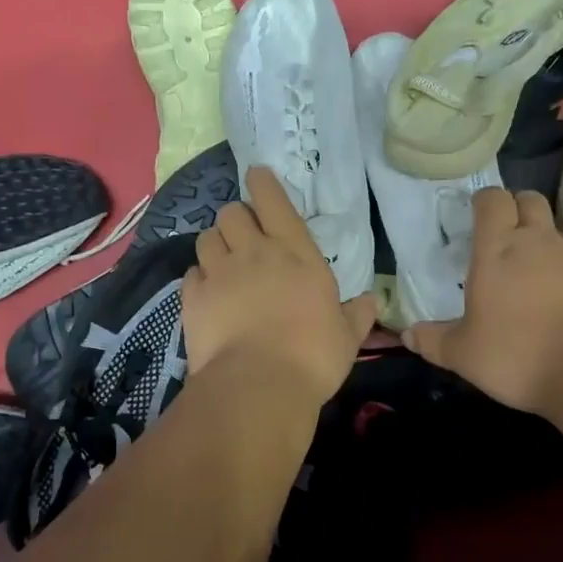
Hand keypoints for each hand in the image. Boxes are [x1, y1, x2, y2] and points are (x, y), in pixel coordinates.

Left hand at [182, 166, 376, 401]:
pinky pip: (191, 273)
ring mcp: (220, 273)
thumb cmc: (312, 357)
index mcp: (296, 254)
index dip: (263, 183)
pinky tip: (207, 293)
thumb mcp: (347, 337)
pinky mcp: (193, 298)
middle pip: (232, 213)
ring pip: (206, 238)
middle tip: (244, 237)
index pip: (274, 201)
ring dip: (215, 244)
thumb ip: (357, 315)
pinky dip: (199, 278)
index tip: (257, 175)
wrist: (259, 387)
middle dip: (236, 218)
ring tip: (223, 261)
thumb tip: (371, 301)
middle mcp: (254, 253)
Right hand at [403, 187, 562, 413]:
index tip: (476, 216)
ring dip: (543, 242)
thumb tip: (408, 335)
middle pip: (530, 200)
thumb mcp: (464, 355)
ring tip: (533, 276)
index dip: (484, 202)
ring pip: (557, 232)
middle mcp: (538, 242)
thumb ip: (434, 341)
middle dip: (516, 208)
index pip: (492, 200)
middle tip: (504, 235)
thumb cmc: (518, 354)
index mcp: (497, 249)